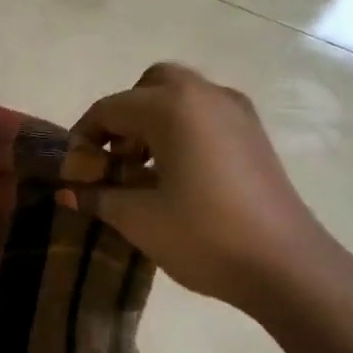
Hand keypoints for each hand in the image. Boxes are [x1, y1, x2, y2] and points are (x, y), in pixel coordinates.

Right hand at [61, 63, 349, 316]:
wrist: (285, 266)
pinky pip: (204, 115)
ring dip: (151, 124)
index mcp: (171, 107)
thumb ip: (97, 196)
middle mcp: (204, 95)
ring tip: (141, 173)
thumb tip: (66, 192)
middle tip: (113, 160)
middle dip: (122, 118)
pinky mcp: (253, 134)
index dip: (83, 140)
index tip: (75, 175)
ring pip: (180, 98)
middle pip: (149, 87)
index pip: (109, 109)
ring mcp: (236, 112)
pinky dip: (180, 131)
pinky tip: (175, 176)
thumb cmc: (203, 236)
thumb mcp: (138, 218)